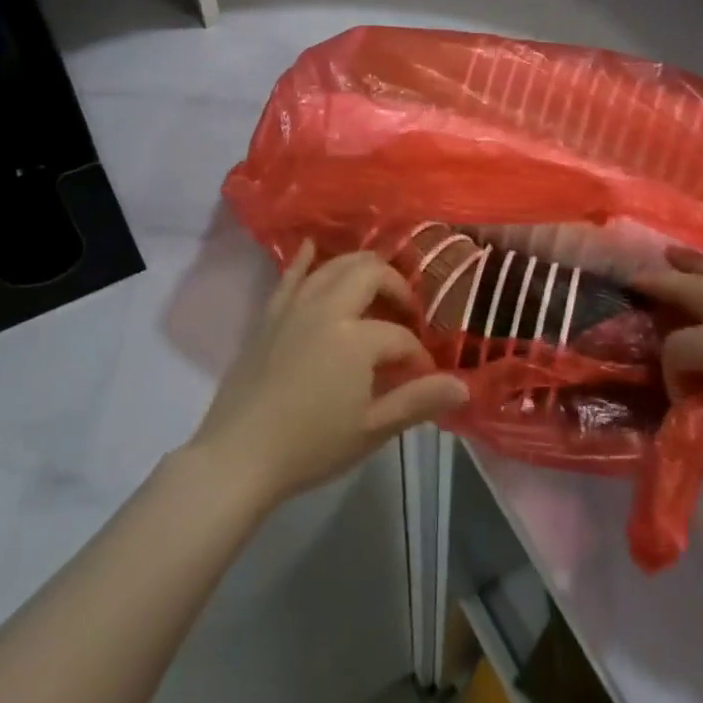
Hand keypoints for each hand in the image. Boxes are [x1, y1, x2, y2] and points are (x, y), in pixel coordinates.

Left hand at [191, 240, 469, 507]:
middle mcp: (328, 309)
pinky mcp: (270, 315)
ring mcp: (295, 307)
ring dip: (361, 268)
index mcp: (356, 337)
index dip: (418, 356)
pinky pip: (290, 276)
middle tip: (407, 313)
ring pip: (334, 266)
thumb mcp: (372, 429)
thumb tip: (464, 385)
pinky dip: (305, 259)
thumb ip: (418, 401)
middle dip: (396, 288)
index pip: (401, 336)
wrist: (238, 456)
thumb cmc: (311, 446)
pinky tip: (312, 246)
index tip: (424, 378)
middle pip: (371, 274)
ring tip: (376, 287)